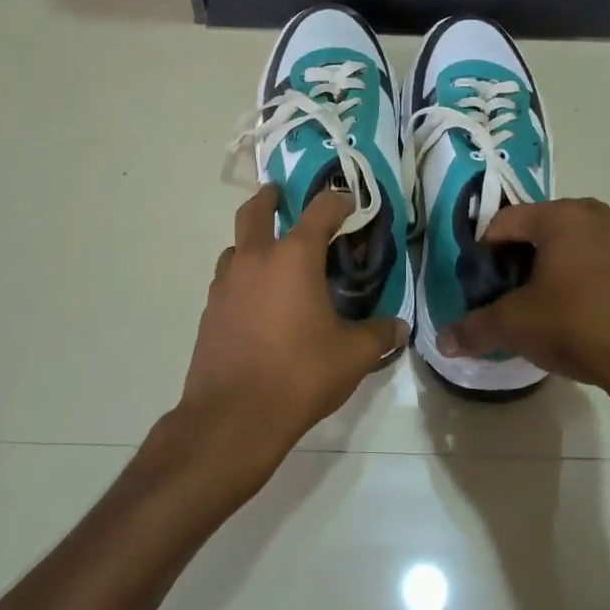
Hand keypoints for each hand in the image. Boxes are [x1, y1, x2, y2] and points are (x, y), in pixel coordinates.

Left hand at [176, 186, 407, 488]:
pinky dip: (241, 276)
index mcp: (293, 257)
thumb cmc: (299, 374)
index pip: (320, 211)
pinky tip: (255, 300)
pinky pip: (227, 279)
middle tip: (278, 193)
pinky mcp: (210, 311)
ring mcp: (226, 284)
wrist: (233, 415)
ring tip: (269, 255)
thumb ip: (379, 335)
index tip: (349, 201)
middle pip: (255, 212)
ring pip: (235, 246)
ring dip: (251, 240)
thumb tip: (399, 328)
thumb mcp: (352, 356)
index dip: (337, 201)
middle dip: (269, 198)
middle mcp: (255, 259)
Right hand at [439, 199, 609, 438]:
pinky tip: (594, 318)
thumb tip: (443, 342)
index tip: (483, 281)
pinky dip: (597, 282)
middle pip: (547, 227)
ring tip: (554, 305)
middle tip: (515, 291)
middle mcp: (601, 216)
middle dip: (527, 255)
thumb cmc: (579, 325)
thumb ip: (476, 328)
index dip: (486, 249)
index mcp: (561, 217)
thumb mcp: (517, 326)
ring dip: (564, 266)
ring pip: (584, 244)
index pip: (506, 220)